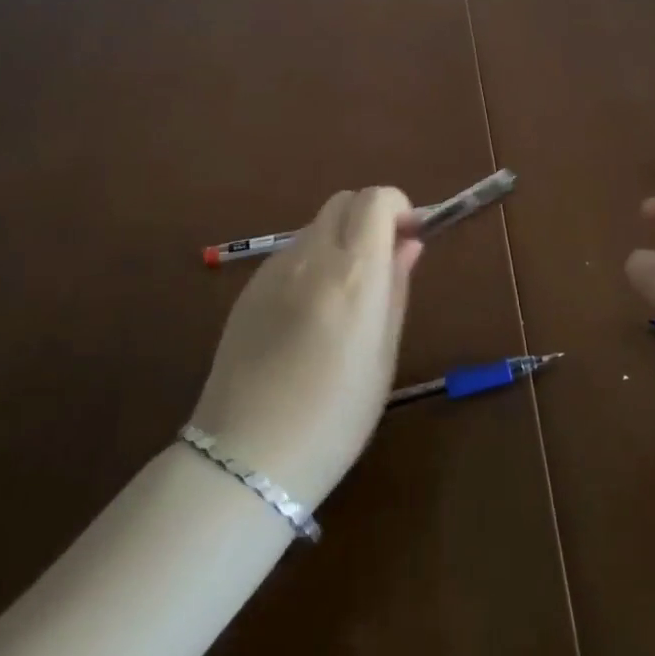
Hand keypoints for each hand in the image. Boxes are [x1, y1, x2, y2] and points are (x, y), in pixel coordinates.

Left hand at [189, 188, 421, 505]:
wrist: (246, 457)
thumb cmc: (334, 416)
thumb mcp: (383, 355)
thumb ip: (396, 288)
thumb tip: (409, 244)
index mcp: (354, 271)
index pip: (377, 199)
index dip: (398, 208)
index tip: (408, 238)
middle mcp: (312, 255)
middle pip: (344, 201)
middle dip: (369, 217)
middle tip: (381, 261)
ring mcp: (274, 268)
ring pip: (316, 225)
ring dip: (340, 239)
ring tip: (343, 295)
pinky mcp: (249, 286)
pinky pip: (291, 253)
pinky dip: (311, 262)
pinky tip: (308, 314)